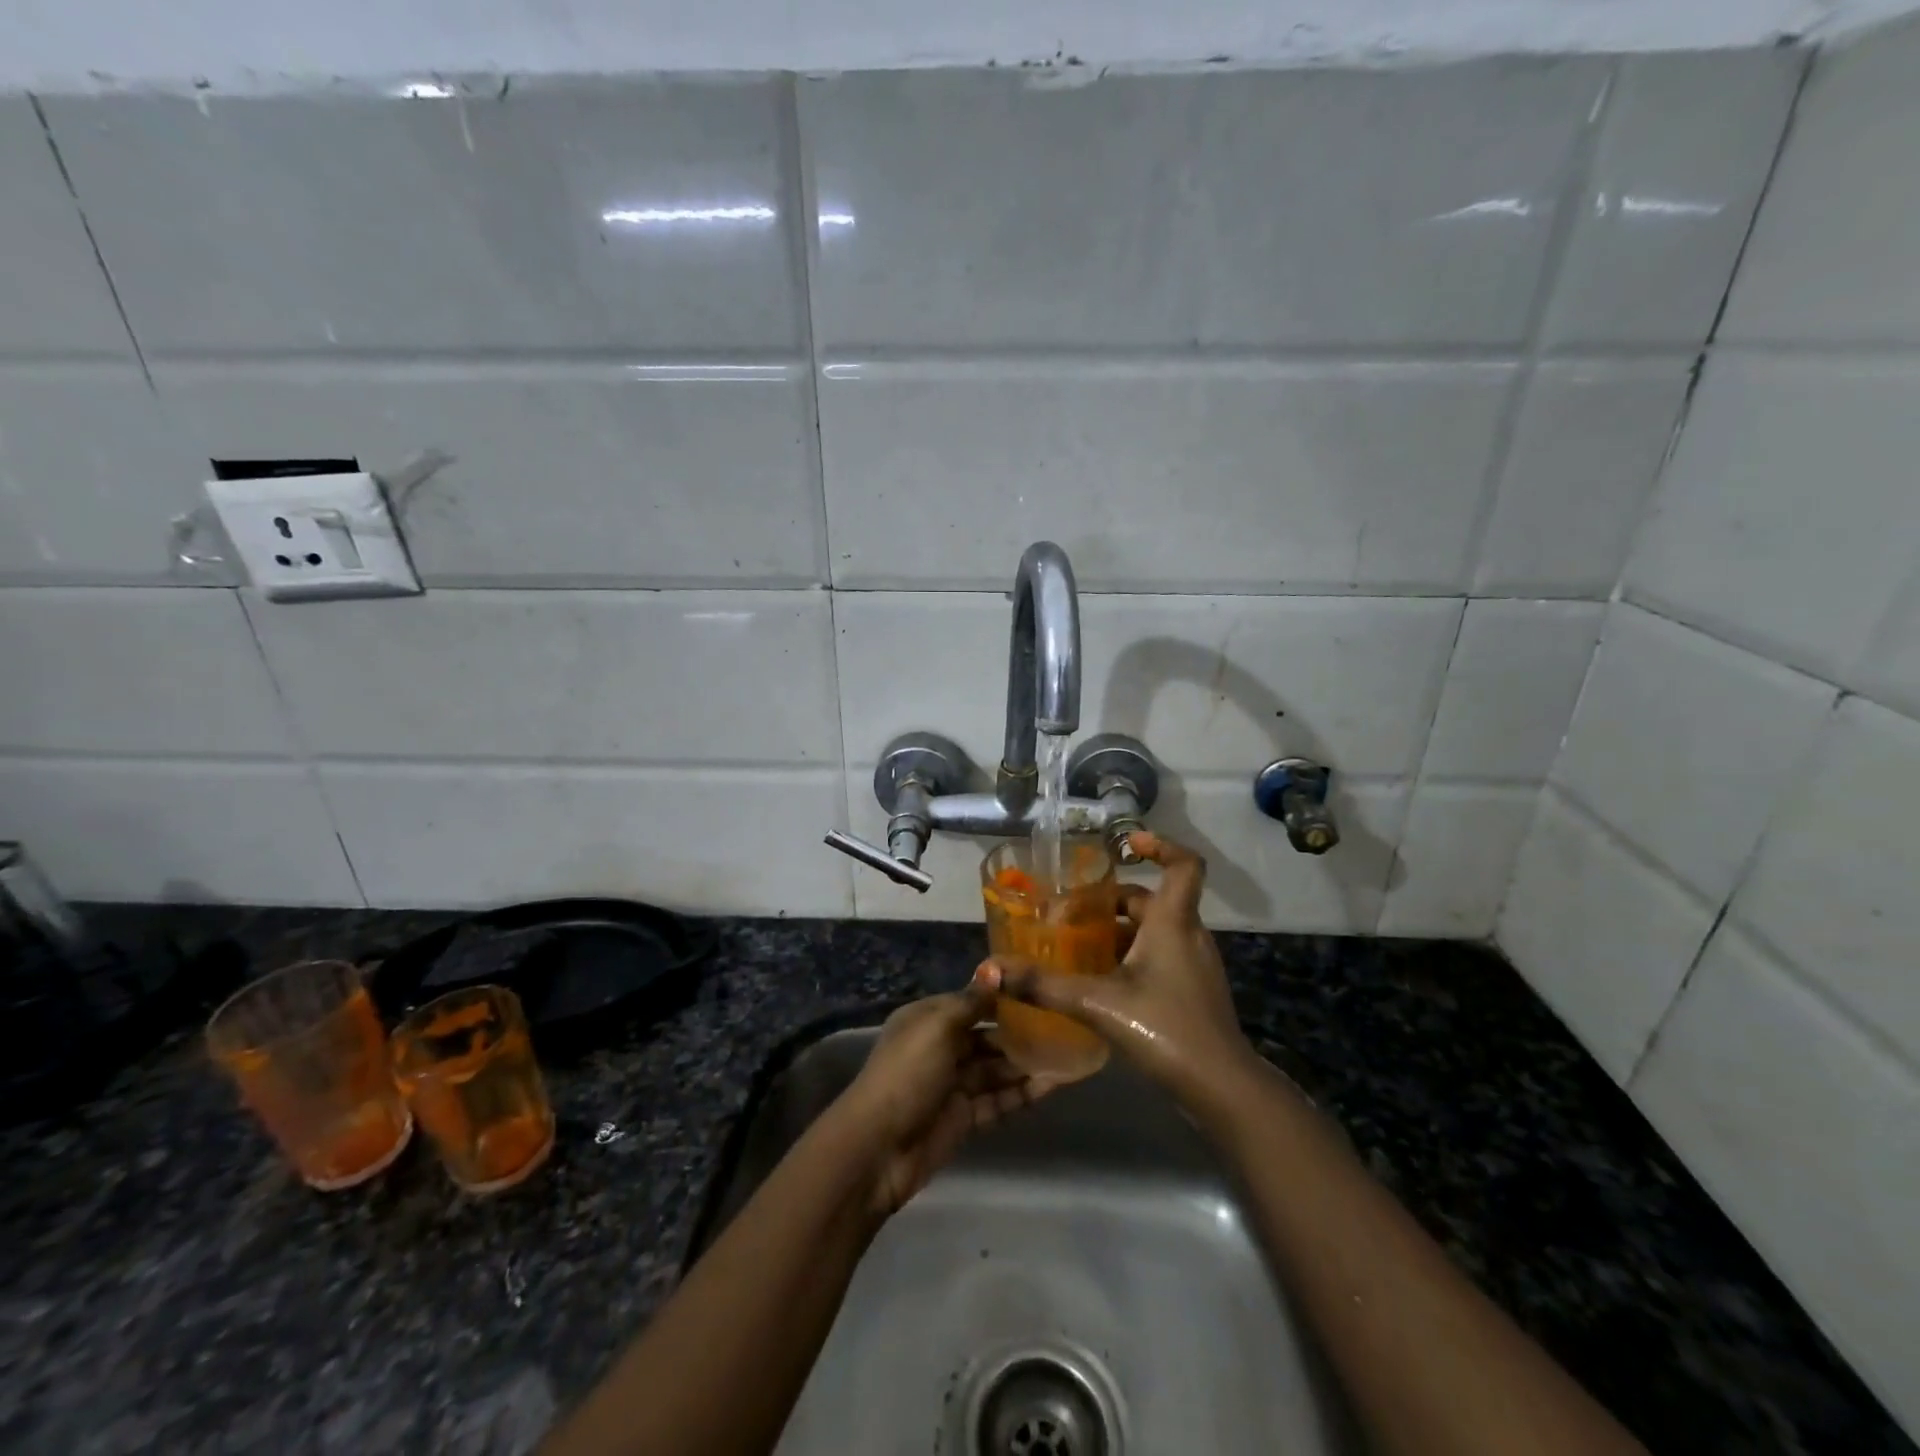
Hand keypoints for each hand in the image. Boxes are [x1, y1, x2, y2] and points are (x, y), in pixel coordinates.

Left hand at [832, 985, 1056, 1215]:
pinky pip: (998, 1100)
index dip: (1002, 997)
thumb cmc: (907, 1074)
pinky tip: (1052, 1086)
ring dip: (1026, 1063)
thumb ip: (971, 1002)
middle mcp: (940, 1048)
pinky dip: (1022, 1093)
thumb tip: (996, 969)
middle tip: (1063, 1026)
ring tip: (1068, 1054)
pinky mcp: (963, 1118)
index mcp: (927, 1019)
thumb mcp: (937, 1028)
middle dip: (1020, 1033)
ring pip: (996, 1069)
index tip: (1041, 991)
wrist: (878, 1148)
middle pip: (986, 1036)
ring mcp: (952, 1085)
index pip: (971, 1002)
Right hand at [977, 830, 1253, 1106]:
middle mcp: (1188, 936)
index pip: (1184, 865)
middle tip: (1070, 914)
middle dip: (1110, 902)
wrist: (1222, 1090)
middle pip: (1151, 901)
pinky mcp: (1192, 992)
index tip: (1126, 843)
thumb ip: (1043, 985)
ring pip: (1153, 932)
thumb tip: (991, 969)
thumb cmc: (1166, 1029)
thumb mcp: (1097, 1003)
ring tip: (1075, 947)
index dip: (1160, 846)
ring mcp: (1193, 966)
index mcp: (1174, 922)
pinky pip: (1159, 958)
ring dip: (1117, 932)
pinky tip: (1098, 983)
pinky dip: (1129, 958)